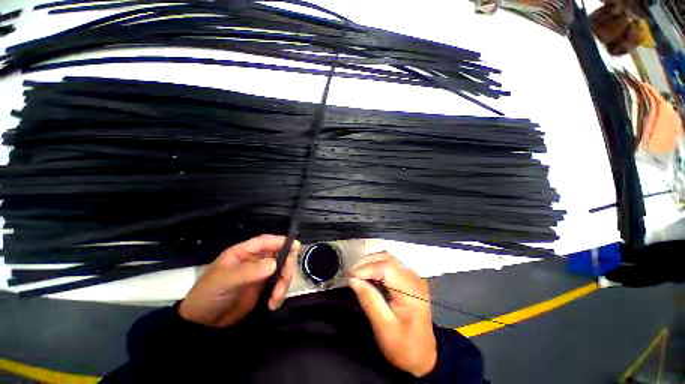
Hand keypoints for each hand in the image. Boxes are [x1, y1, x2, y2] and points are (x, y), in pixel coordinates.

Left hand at [178, 234, 299, 327]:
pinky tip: (272, 304)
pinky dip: (280, 294)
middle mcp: (255, 261)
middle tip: (283, 283)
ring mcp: (260, 274)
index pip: (266, 242)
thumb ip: (250, 271)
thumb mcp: (225, 280)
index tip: (296, 246)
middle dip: (286, 268)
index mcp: (244, 253)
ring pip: (282, 271)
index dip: (281, 242)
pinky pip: (279, 285)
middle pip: (279, 256)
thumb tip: (275, 264)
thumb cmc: (209, 295)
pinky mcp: (263, 288)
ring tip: (275, 299)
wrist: (202, 324)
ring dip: (283, 284)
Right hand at [348, 252, 436, 376]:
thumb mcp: (384, 327)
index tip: (351, 276)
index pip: (387, 267)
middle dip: (367, 262)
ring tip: (357, 273)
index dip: (367, 268)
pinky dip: (377, 266)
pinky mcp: (410, 280)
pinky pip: (391, 265)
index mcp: (411, 291)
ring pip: (389, 259)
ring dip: (371, 262)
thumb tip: (353, 280)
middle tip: (352, 273)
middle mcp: (414, 279)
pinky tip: (368, 275)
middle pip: (388, 259)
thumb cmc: (404, 346)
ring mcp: (413, 277)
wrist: (423, 357)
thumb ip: (369, 300)